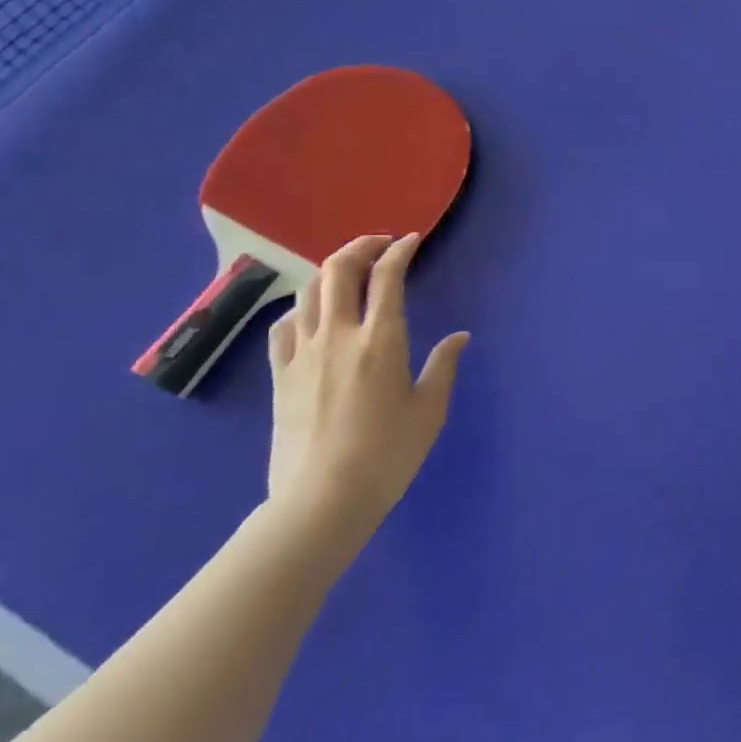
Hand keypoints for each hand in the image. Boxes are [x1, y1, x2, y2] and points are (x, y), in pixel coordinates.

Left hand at [266, 233, 467, 539]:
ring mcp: (303, 354)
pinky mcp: (281, 376)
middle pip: (338, 271)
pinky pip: (285, 326)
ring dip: (330, 272)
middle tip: (380, 245)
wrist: (322, 501)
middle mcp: (338, 336)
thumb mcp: (430, 410)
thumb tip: (459, 337)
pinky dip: (302, 307)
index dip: (399, 251)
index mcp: (381, 340)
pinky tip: (313, 316)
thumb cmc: (388, 454)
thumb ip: (444, 365)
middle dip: (360, 247)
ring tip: (349, 273)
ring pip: (308, 292)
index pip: (387, 277)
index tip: (411, 240)